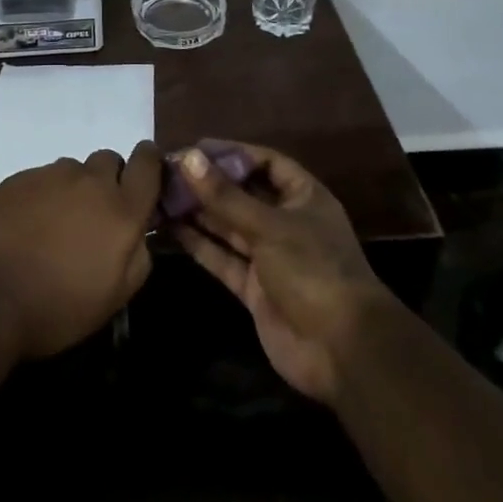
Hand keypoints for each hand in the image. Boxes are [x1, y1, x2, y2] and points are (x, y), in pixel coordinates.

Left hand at [0, 142, 162, 359]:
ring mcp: (50, 175)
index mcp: (121, 210)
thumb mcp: (114, 298)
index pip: (147, 163)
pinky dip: (42, 196)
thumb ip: (137, 257)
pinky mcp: (18, 178)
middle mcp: (89, 182)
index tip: (145, 175)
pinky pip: (42, 178)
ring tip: (55, 226)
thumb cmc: (56, 308)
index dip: (150, 163)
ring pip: (74, 170)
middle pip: (109, 160)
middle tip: (94, 216)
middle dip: (108, 181)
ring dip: (74, 189)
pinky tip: (26, 227)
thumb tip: (138, 233)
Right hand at [171, 141, 392, 404]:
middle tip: (168, 171)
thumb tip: (188, 159)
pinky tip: (170, 229)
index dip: (233, 153)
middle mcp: (285, 222)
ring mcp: (269, 257)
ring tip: (160, 194)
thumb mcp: (269, 227)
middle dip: (208, 183)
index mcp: (303, 198)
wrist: (342, 352)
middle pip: (242, 194)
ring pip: (227, 226)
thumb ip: (225, 196)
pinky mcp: (254, 288)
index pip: (266, 162)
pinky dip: (198, 244)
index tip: (196, 148)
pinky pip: (222, 257)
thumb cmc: (314, 271)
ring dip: (198, 211)